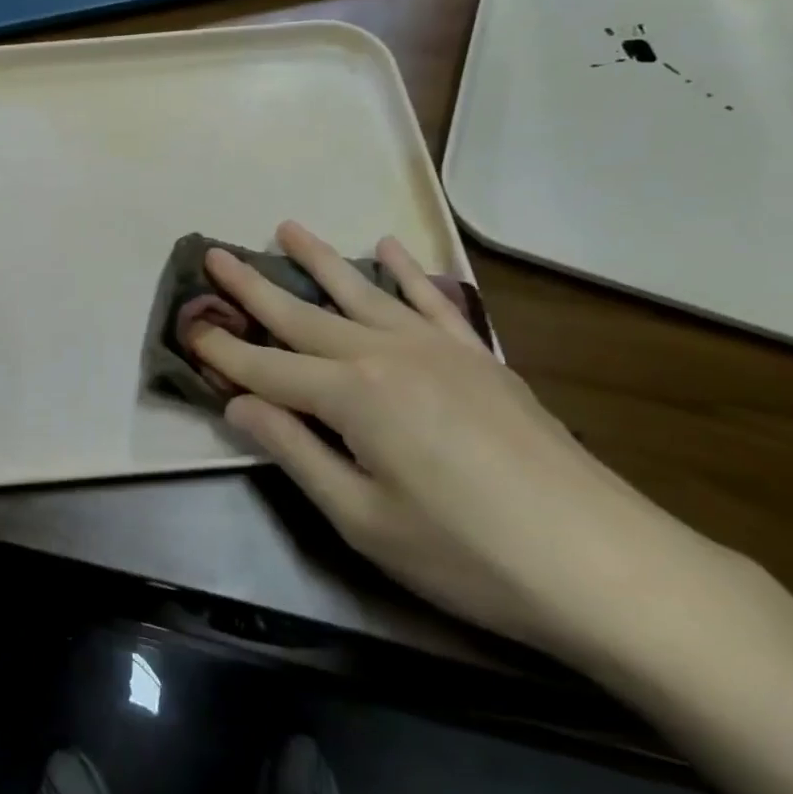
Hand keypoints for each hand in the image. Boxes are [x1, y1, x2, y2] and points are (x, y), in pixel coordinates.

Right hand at [189, 222, 728, 668]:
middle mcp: (386, 353)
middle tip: (214, 254)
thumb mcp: (362, 519)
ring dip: (320, 260)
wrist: (606, 565)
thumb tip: (238, 405)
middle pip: (303, 315)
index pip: (266, 368)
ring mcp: (437, 348)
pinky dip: (407, 270)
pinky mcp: (478, 357)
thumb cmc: (468, 556)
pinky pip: (433, 299)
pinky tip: (389, 246)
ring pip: (362, 292)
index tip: (186, 329)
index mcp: (352, 395)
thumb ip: (295, 452)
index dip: (222, 351)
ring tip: (287, 228)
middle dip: (253, 287)